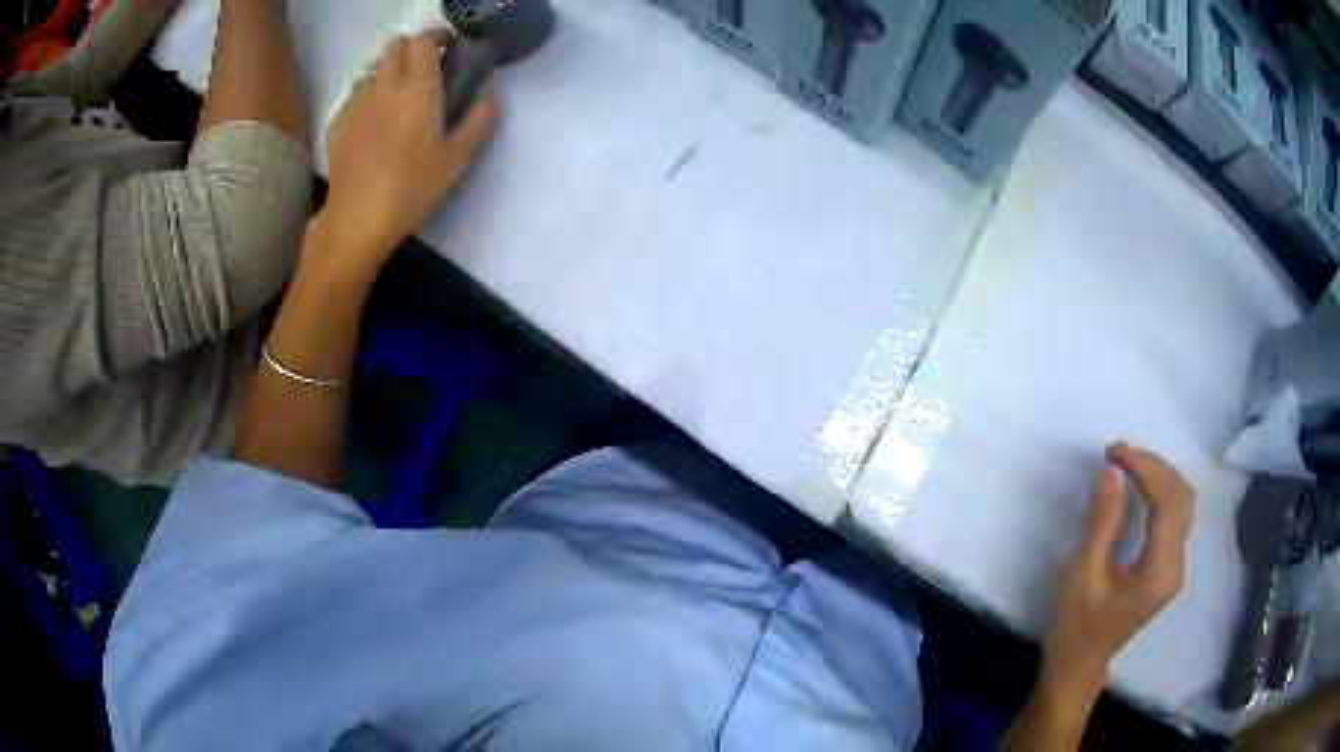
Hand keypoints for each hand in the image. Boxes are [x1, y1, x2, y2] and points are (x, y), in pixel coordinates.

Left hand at [323, 27, 495, 267]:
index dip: (436, 36)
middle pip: (395, 46)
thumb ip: (479, 119)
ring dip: (389, 72)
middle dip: (411, 49)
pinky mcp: (338, 121)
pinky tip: (373, 123)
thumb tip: (489, 92)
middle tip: (424, 70)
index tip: (447, 47)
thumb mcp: (457, 158)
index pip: (424, 40)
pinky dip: (369, 97)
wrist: (357, 218)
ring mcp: (357, 102)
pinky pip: (356, 94)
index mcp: (419, 88)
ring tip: (397, 98)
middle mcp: (385, 85)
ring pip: (374, 69)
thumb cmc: (412, 188)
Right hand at [1041, 441, 1195, 701]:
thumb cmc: (1074, 630)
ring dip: (1159, 474)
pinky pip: (1175, 514)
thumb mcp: (1081, 578)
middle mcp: (1176, 565)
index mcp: (1159, 572)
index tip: (1114, 451)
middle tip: (1117, 453)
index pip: (1167, 501)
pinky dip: (1160, 490)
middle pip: (1181, 496)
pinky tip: (1140, 485)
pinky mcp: (1168, 566)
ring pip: (1182, 501)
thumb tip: (1112, 471)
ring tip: (1127, 462)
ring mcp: (1175, 566)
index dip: (1145, 468)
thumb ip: (1100, 524)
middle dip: (1153, 465)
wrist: (1078, 669)